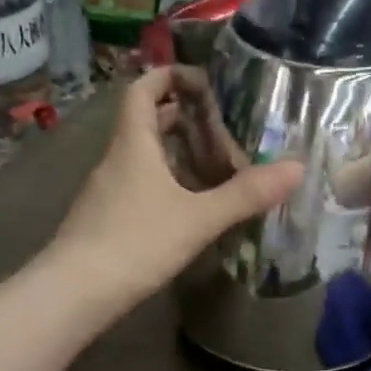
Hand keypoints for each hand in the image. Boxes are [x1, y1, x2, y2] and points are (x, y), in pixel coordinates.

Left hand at [49, 68, 303, 310]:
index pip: (143, 90)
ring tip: (212, 164)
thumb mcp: (199, 218)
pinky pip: (138, 184)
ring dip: (174, 152)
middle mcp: (116, 160)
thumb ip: (246, 194)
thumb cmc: (136, 243)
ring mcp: (106, 190)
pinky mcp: (104, 218)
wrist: (73, 293)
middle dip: (180, 117)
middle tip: (219, 126)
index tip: (201, 80)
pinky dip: (164, 182)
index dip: (169, 76)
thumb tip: (297, 168)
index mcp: (133, 144)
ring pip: (142, 156)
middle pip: (144, 122)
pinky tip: (187, 205)